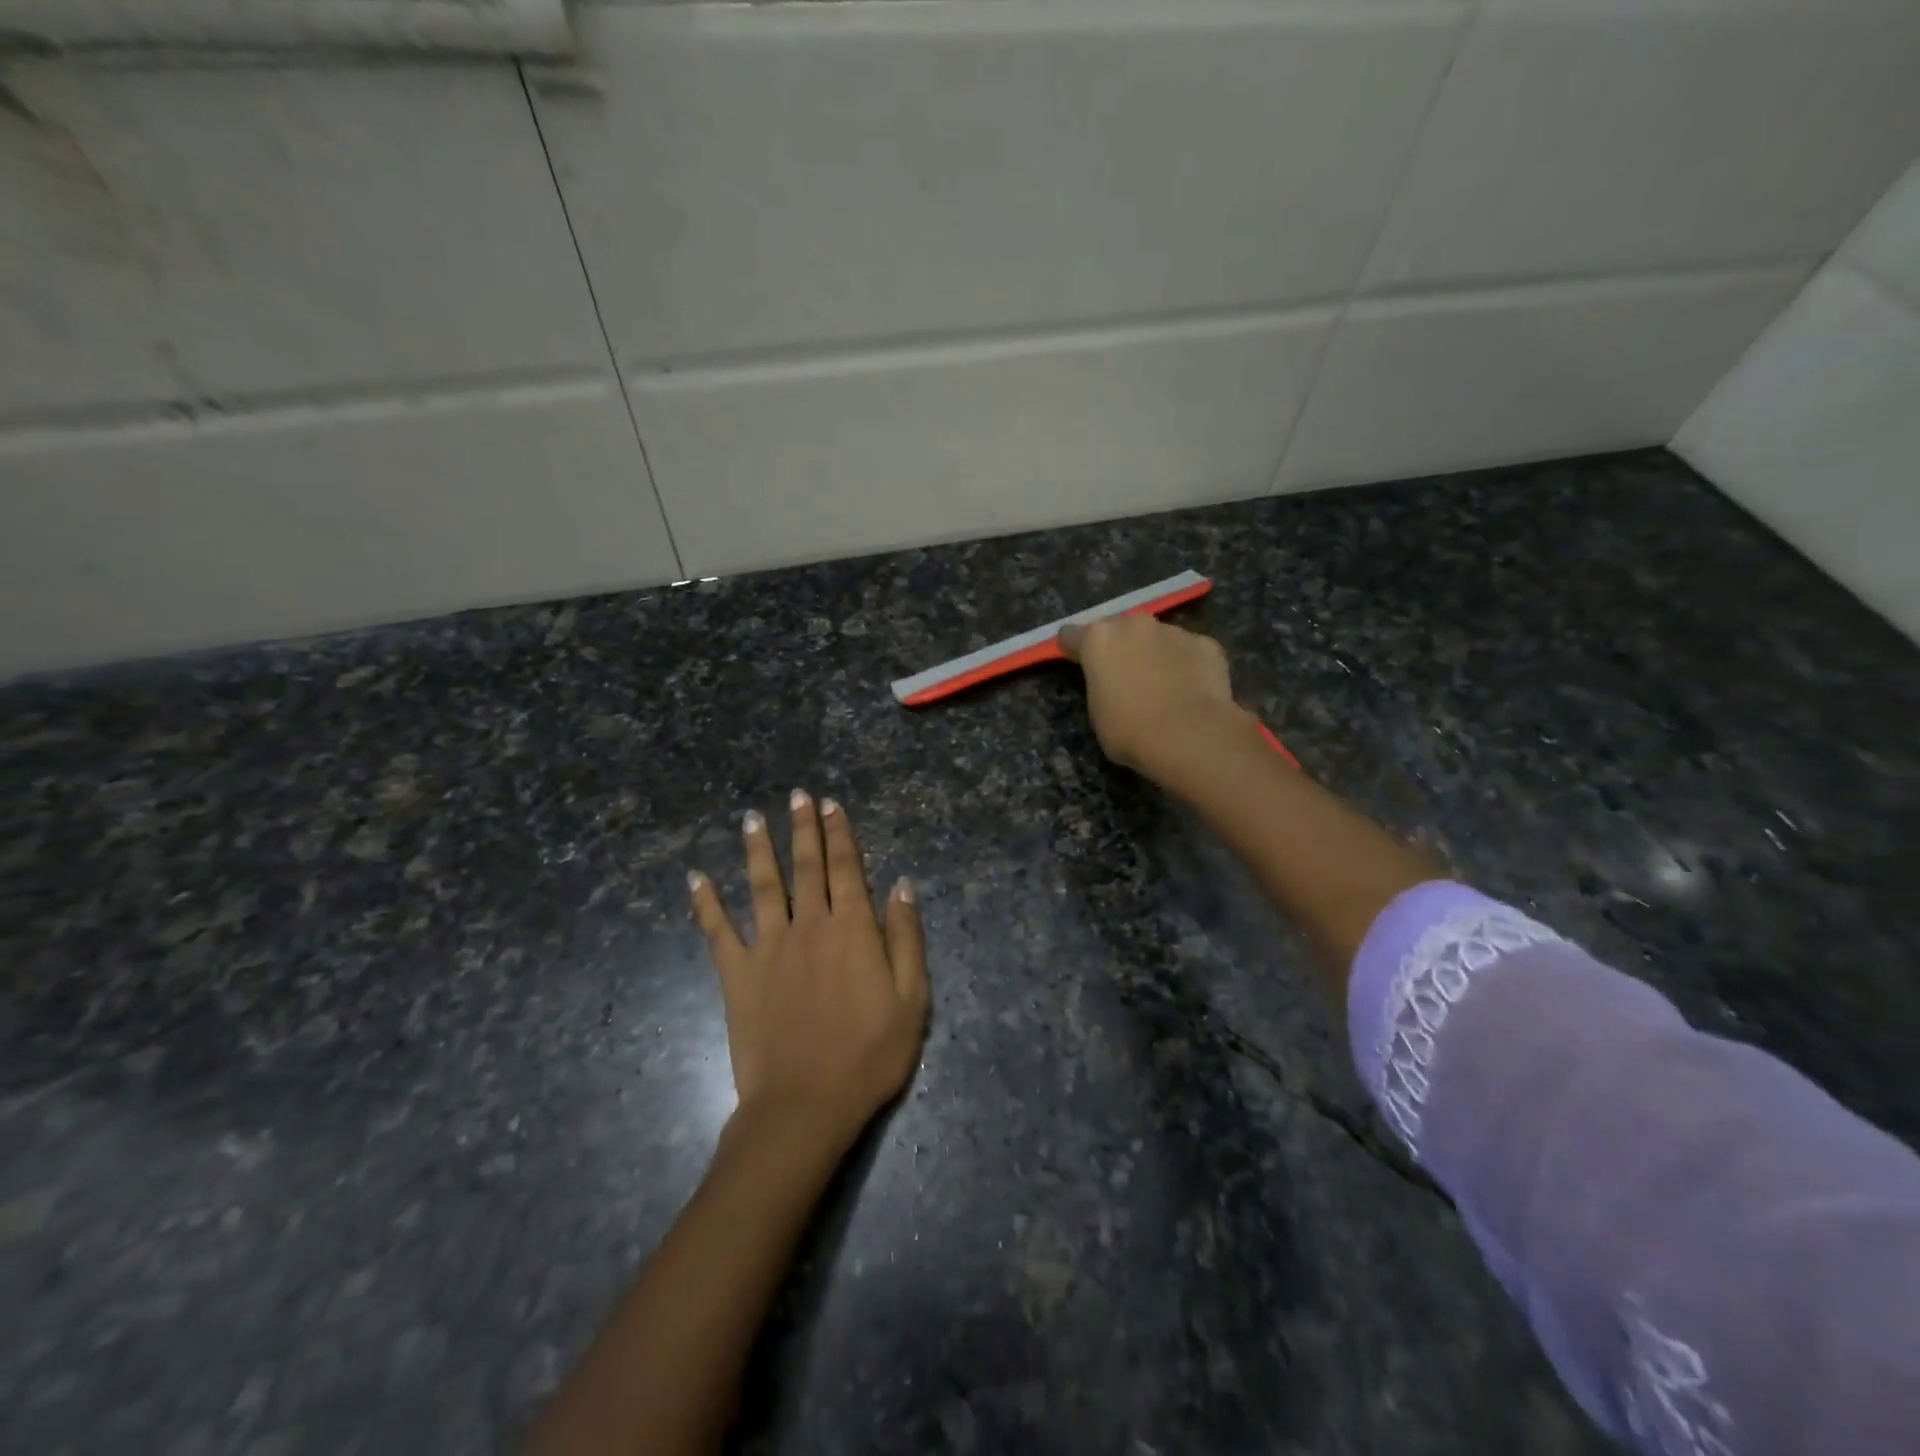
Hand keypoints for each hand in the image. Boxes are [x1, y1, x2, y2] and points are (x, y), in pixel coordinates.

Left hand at [689, 791, 928, 1150]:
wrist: (805, 1105)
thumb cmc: (868, 1055)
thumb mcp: (911, 1000)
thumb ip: (906, 938)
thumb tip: (902, 885)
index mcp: (852, 929)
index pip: (847, 868)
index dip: (840, 833)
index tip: (831, 805)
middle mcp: (809, 925)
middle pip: (806, 866)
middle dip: (803, 828)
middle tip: (798, 795)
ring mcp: (768, 947)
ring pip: (763, 885)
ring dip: (758, 848)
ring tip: (752, 817)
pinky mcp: (737, 974)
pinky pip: (717, 931)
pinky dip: (705, 903)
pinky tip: (695, 878)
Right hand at [1057, 615, 1247, 781]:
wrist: (1188, 736)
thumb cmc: (1129, 730)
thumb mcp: (1097, 713)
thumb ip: (1100, 686)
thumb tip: (1114, 684)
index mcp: (1098, 639)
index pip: (1072, 634)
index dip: (1074, 650)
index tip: (1077, 663)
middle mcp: (1134, 625)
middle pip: (1119, 629)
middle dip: (1120, 647)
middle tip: (1125, 677)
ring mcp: (1173, 631)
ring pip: (1157, 638)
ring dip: (1155, 654)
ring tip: (1164, 687)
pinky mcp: (1206, 643)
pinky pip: (1189, 651)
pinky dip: (1187, 665)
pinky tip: (1192, 690)